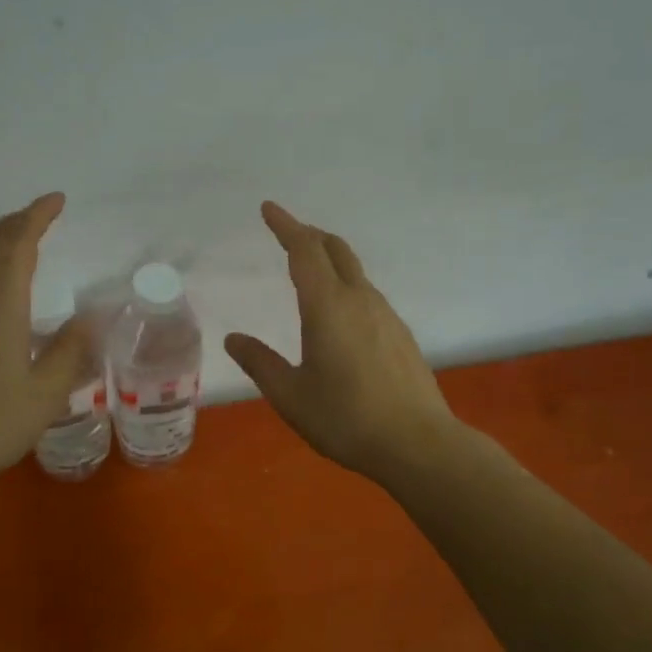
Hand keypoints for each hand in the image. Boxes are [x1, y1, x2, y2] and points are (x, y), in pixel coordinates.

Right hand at [225, 201, 462, 482]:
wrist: (418, 443)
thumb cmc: (345, 418)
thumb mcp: (291, 395)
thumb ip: (260, 363)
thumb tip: (233, 338)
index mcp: (328, 307)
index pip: (304, 251)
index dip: (285, 226)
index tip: (268, 208)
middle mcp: (360, 300)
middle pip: (336, 250)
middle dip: (309, 235)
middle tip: (288, 233)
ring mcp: (386, 316)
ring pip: (355, 272)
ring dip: (330, 260)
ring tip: (310, 271)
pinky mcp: (401, 335)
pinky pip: (368, 295)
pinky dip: (346, 286)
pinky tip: (340, 314)